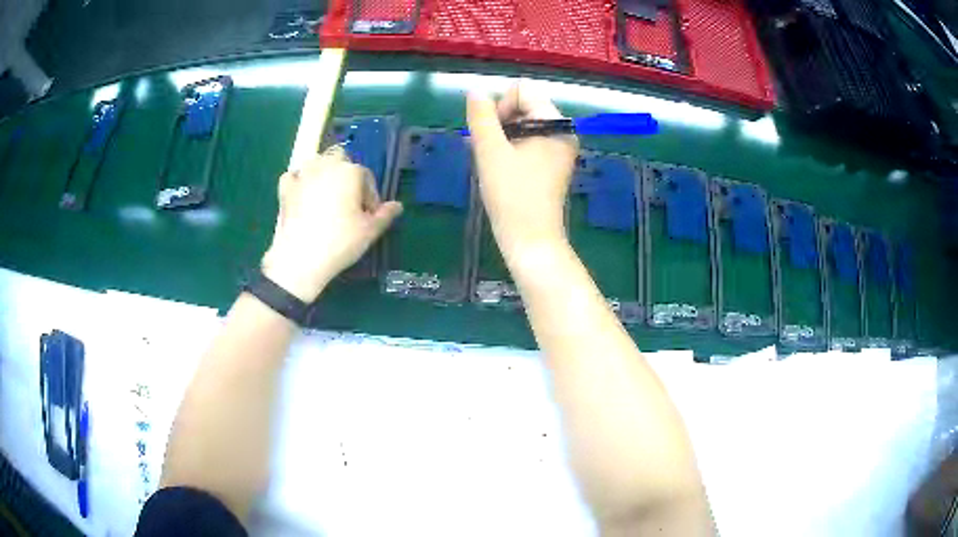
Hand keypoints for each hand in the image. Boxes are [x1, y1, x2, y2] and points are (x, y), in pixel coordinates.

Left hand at [261, 149, 402, 301]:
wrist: (301, 258)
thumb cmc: (340, 242)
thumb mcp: (370, 231)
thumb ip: (385, 215)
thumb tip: (397, 206)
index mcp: (350, 172)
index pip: (366, 176)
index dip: (370, 195)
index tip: (368, 215)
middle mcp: (326, 166)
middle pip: (340, 157)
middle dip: (345, 173)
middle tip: (347, 199)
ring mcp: (303, 175)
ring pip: (316, 162)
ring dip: (323, 172)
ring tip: (326, 195)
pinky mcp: (285, 188)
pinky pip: (293, 176)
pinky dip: (299, 181)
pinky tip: (302, 195)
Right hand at [466, 82, 578, 260]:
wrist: (530, 240)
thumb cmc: (511, 195)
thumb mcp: (490, 151)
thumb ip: (481, 117)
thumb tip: (475, 91)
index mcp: (556, 123)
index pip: (523, 91)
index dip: (501, 106)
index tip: (494, 135)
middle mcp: (562, 132)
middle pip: (524, 106)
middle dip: (500, 123)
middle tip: (490, 152)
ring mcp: (558, 150)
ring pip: (522, 125)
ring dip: (502, 137)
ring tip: (493, 162)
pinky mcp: (551, 165)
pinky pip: (528, 142)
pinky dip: (510, 149)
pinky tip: (500, 169)